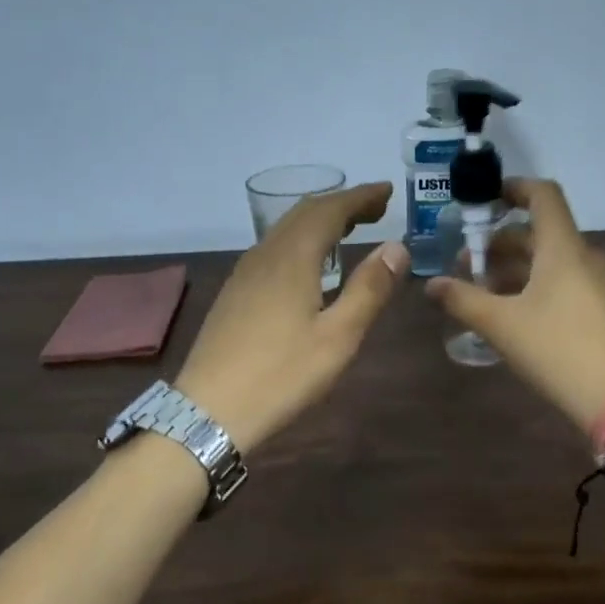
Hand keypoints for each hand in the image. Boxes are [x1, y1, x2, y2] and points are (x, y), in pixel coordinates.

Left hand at [176, 182, 407, 449]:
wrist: (208, 411)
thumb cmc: (281, 376)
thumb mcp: (338, 337)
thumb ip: (369, 289)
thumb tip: (397, 247)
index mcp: (292, 259)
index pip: (329, 209)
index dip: (360, 197)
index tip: (387, 192)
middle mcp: (265, 255)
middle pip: (304, 213)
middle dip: (341, 204)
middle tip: (376, 210)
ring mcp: (244, 274)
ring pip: (285, 230)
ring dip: (319, 222)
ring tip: (349, 230)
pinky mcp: (235, 294)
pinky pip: (273, 249)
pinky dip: (301, 241)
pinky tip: (309, 266)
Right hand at [427, 179, 604, 432]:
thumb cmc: (557, 348)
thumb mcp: (500, 324)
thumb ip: (462, 299)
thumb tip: (431, 284)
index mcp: (563, 247)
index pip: (543, 195)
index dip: (512, 189)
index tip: (482, 202)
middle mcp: (583, 256)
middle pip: (538, 233)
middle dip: (497, 244)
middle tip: (464, 266)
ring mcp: (596, 284)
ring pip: (548, 261)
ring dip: (512, 269)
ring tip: (480, 294)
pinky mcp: (600, 310)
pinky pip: (561, 283)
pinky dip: (532, 287)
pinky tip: (509, 316)